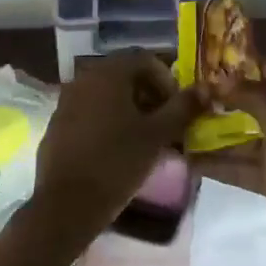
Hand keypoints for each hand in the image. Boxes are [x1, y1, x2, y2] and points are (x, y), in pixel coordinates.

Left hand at [30, 52, 204, 241]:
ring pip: (108, 95)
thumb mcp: (157, 135)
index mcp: (108, 73)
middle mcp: (85, 78)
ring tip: (145, 140)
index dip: (167, 82)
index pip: (146, 61)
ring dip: (130, 110)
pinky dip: (109, 121)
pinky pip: (90, 112)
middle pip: (126, 76)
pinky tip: (118, 150)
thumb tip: (206, 88)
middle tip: (165, 125)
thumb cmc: (117, 162)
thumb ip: (182, 108)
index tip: (178, 110)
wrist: (65, 205)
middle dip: (150, 96)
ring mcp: (67, 101)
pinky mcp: (58, 124)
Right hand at [198, 57, 265, 265]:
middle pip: (257, 100)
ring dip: (217, 132)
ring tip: (180, 125)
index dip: (240, 62)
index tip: (205, 61)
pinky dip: (221, 163)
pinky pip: (246, 166)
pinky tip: (189, 161)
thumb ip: (249, 95)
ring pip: (248, 134)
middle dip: (224, 97)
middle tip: (187, 92)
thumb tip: (219, 77)